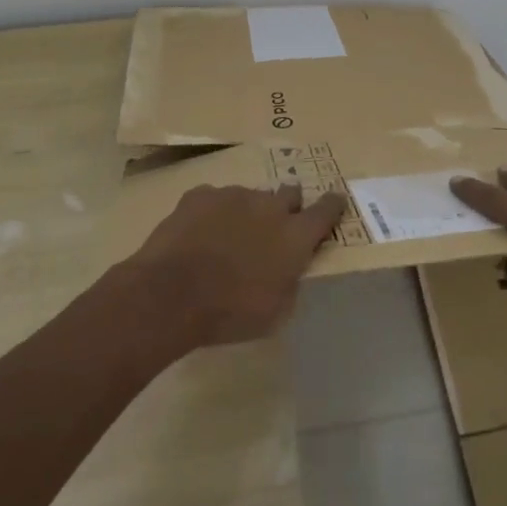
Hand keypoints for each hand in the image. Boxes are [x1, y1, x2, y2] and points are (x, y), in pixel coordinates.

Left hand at [121, 183, 346, 348]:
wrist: (171, 294)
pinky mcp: (201, 195)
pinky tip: (199, 234)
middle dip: (287, 206)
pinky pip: (215, 199)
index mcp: (294, 235)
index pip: (326, 210)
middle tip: (275, 228)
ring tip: (228, 239)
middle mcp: (270, 206)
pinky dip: (213, 213)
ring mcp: (234, 195)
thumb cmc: (230, 312)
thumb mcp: (275, 311)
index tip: (335, 203)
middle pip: (289, 194)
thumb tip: (289, 269)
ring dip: (247, 213)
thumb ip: (289, 281)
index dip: (332, 206)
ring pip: (250, 197)